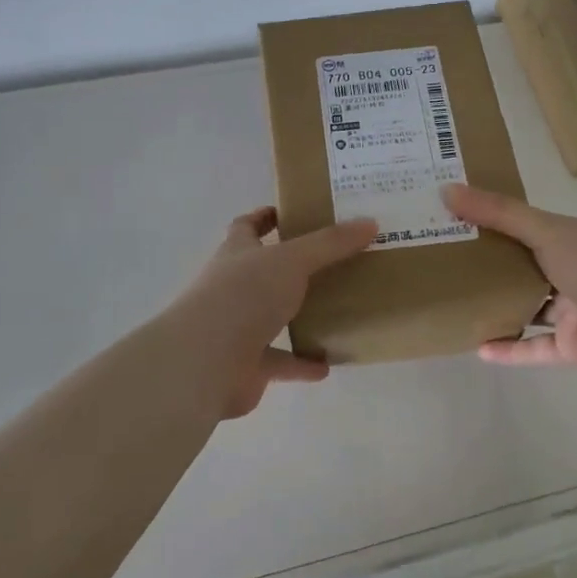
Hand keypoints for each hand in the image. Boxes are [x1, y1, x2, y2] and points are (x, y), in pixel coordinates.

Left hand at [165, 207, 376, 418]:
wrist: (206, 360)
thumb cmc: (244, 295)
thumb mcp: (292, 260)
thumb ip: (330, 243)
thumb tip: (370, 222)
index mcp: (237, 253)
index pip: (246, 227)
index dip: (264, 218)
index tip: (290, 212)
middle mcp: (233, 286)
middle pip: (261, 271)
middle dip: (289, 267)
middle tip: (331, 261)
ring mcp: (237, 327)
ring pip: (271, 317)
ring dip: (297, 316)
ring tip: (335, 311)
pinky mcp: (247, 365)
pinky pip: (280, 362)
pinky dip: (301, 363)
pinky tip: (328, 364)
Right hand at [442, 183, 576, 381]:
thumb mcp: (545, 231)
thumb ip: (498, 212)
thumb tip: (446, 189)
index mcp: (572, 237)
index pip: (529, 224)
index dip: (495, 220)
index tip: (457, 217)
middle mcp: (574, 270)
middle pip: (527, 265)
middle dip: (493, 264)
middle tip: (448, 260)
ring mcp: (574, 309)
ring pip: (531, 306)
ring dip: (501, 306)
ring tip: (459, 302)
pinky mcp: (572, 346)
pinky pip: (535, 347)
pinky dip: (510, 348)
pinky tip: (478, 347)